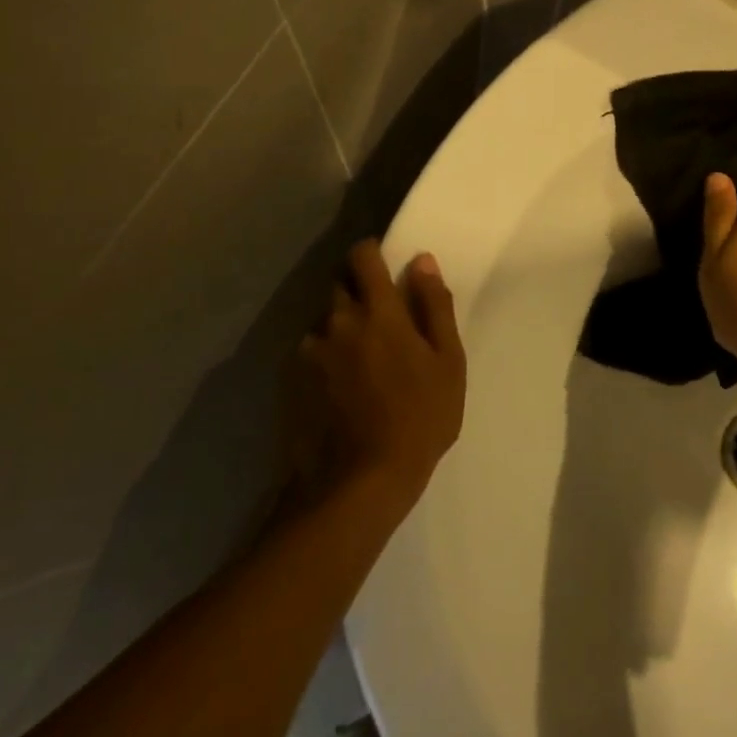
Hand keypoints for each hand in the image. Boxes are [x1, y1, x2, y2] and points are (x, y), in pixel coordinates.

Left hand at [295, 241, 466, 501]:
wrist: (357, 483)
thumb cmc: (419, 420)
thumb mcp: (448, 363)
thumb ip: (435, 306)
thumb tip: (422, 261)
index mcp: (377, 311)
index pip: (362, 257)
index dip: (371, 253)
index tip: (383, 265)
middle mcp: (336, 320)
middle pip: (339, 284)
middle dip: (356, 291)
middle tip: (380, 321)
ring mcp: (308, 351)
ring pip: (324, 321)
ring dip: (340, 328)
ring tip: (360, 363)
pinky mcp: (289, 380)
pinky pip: (309, 353)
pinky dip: (324, 358)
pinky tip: (340, 389)